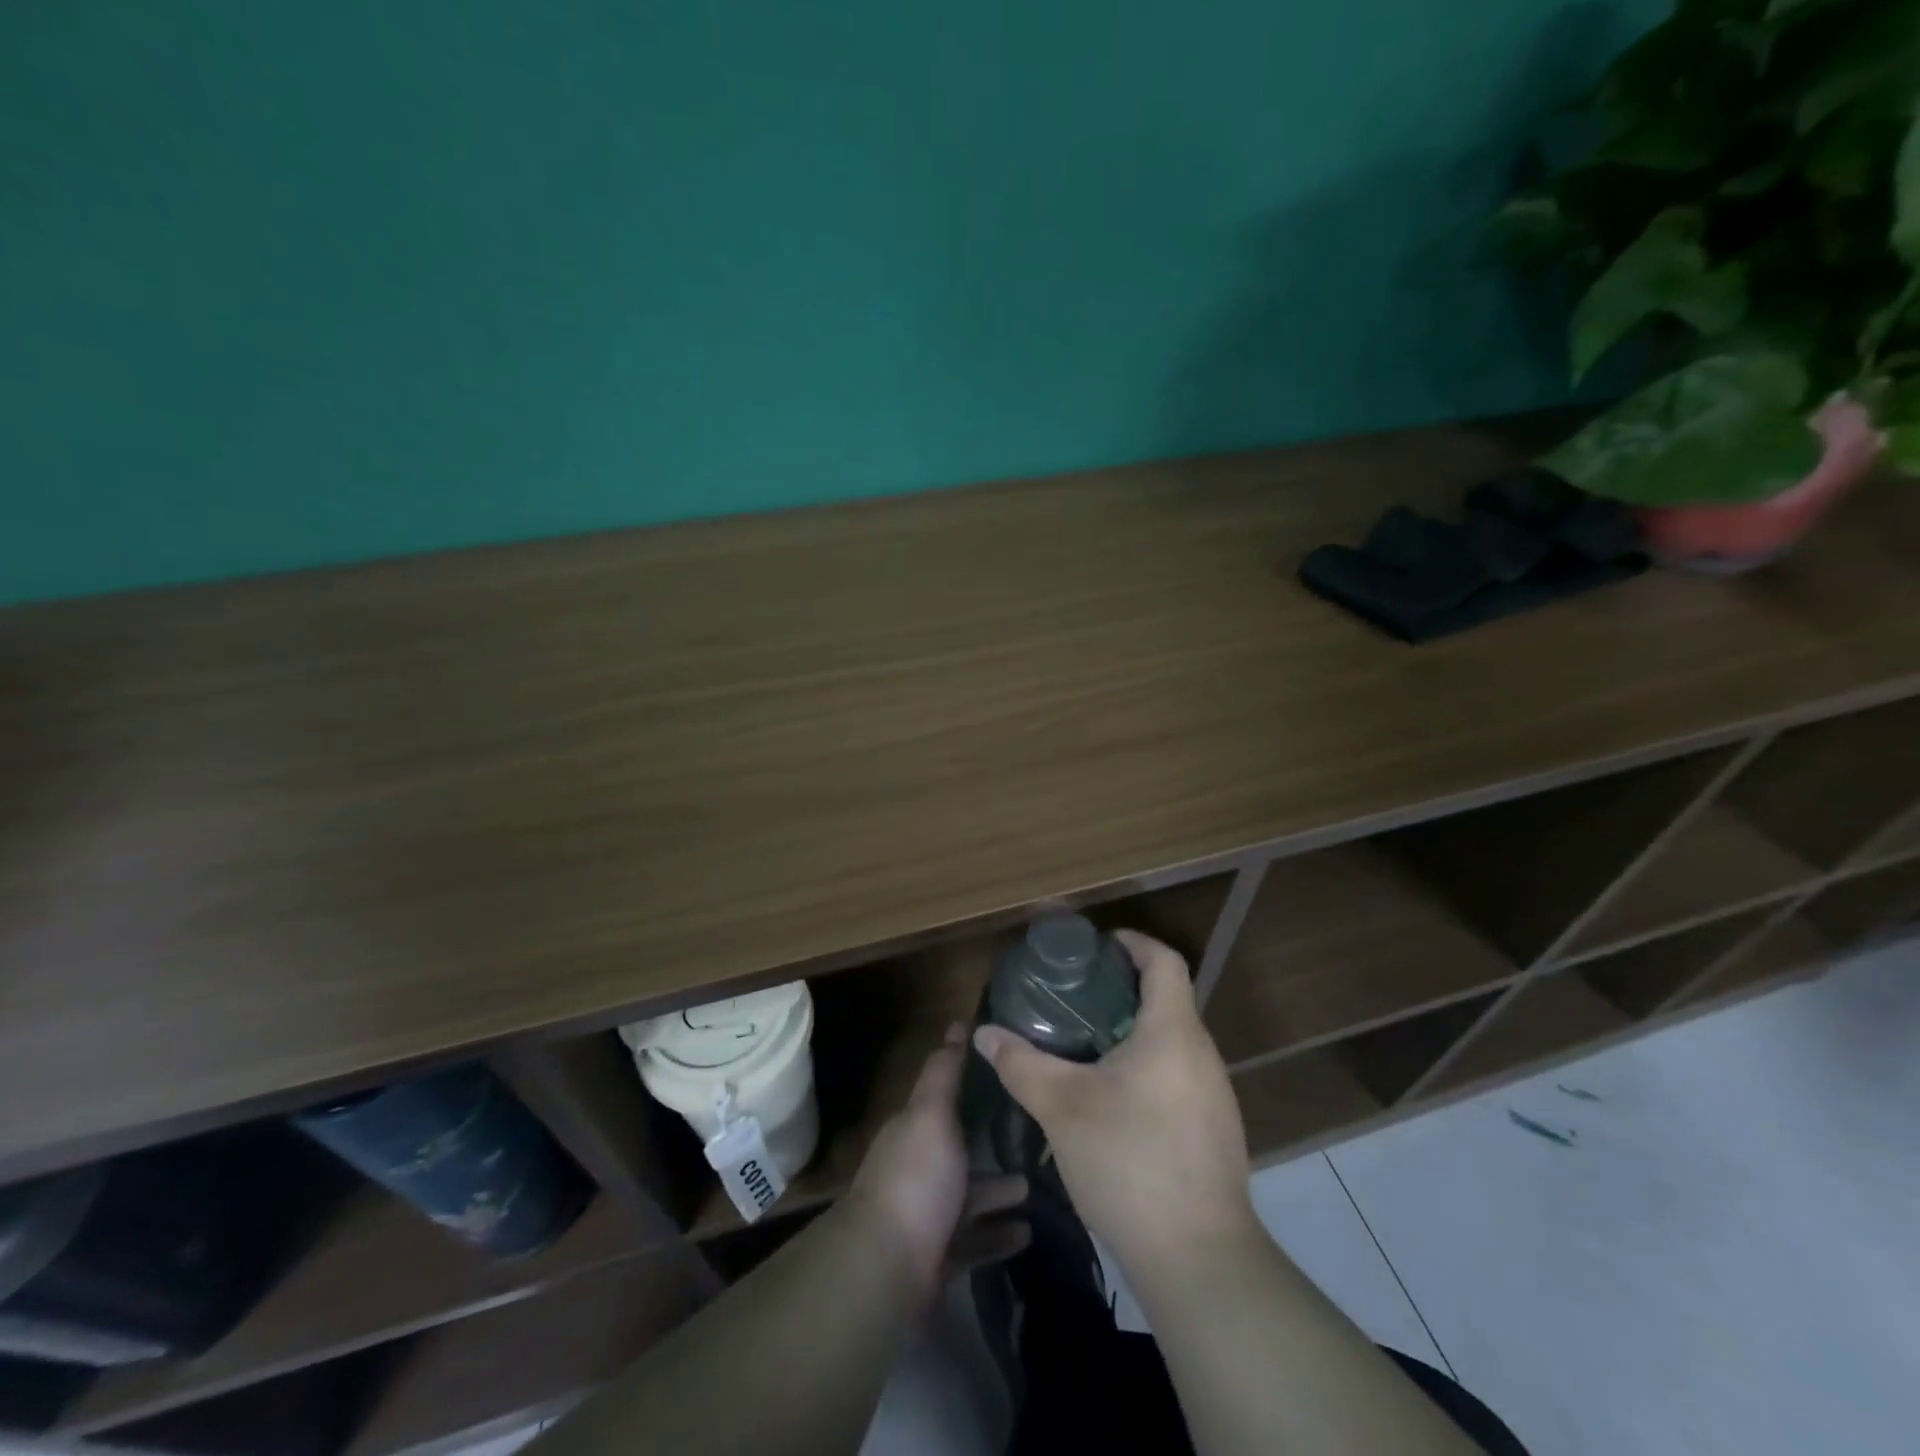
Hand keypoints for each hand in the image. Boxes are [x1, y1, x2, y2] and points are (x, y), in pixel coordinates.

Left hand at [845, 1024, 1028, 1302]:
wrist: (887, 1269)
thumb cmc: (915, 1178)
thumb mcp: (931, 1112)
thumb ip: (944, 1072)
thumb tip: (957, 1024)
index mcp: (915, 1129)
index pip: (947, 1098)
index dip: (976, 1084)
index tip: (1014, 1075)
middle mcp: (919, 1168)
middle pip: (962, 1148)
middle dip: (996, 1142)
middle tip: (1041, 1135)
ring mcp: (928, 1215)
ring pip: (971, 1196)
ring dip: (1002, 1190)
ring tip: (1040, 1184)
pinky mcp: (940, 1258)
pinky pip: (976, 1241)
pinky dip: (999, 1235)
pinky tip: (1029, 1232)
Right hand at [972, 931, 1257, 1276]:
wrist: (1199, 1260)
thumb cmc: (1130, 1163)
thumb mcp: (1062, 1108)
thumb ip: (1021, 1064)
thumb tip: (984, 1034)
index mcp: (1172, 1032)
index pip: (1163, 961)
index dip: (1132, 942)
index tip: (1095, 947)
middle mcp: (1201, 1053)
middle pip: (1166, 998)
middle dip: (1120, 989)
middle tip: (1073, 997)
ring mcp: (1214, 1094)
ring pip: (1171, 1040)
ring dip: (1131, 1031)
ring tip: (1084, 1044)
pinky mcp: (1214, 1129)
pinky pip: (1177, 1075)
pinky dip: (1145, 1067)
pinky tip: (1110, 1098)